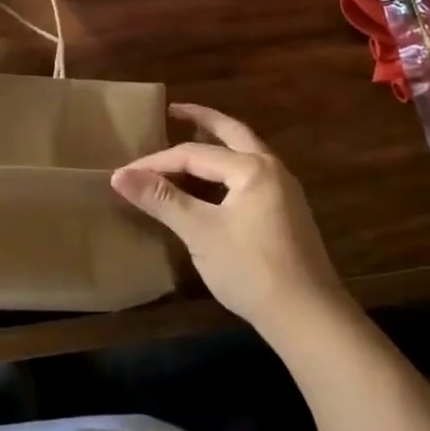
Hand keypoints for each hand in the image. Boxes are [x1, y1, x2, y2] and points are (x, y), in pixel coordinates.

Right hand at [112, 103, 346, 337]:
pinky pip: (250, 176)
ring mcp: (284, 192)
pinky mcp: (287, 214)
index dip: (157, 162)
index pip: (194, 153)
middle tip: (174, 110)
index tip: (127, 174)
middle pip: (232, 133)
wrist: (310, 320)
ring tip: (191, 140)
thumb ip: (161, 199)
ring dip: (217, 144)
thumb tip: (120, 175)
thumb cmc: (252, 269)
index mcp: (252, 167)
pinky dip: (227, 169)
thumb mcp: (200, 232)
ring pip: (244, 154)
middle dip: (202, 119)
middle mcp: (272, 169)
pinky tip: (213, 184)